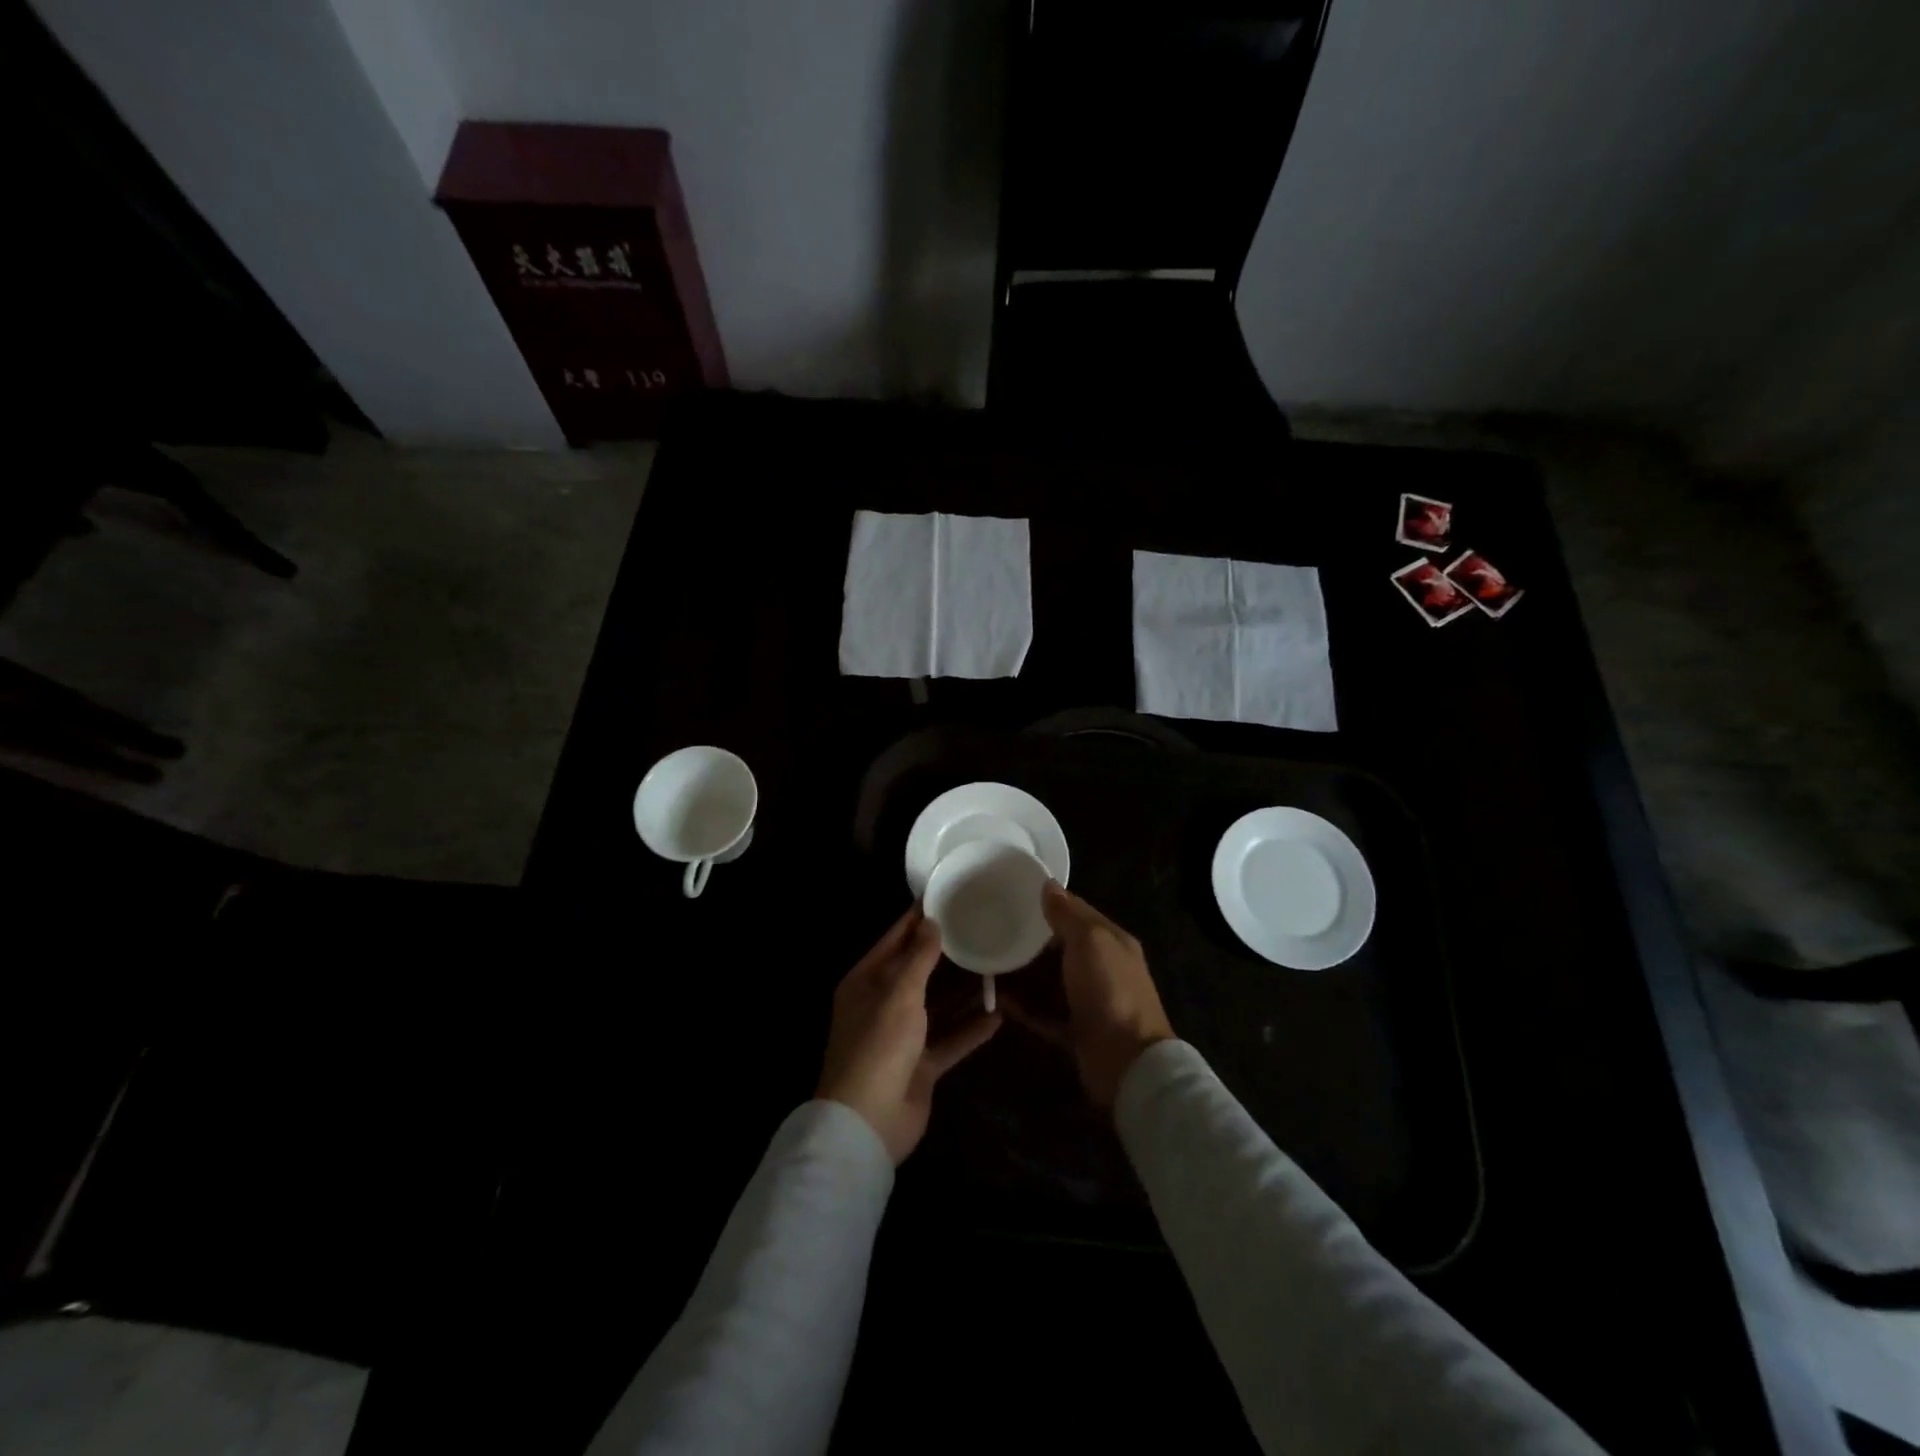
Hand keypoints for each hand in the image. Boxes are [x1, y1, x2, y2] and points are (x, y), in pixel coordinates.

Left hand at [817, 907, 1001, 1162]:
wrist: (869, 1123)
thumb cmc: (879, 1045)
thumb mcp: (899, 993)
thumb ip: (918, 957)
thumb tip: (931, 921)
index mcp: (864, 982)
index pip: (893, 940)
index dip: (916, 919)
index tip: (944, 896)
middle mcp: (881, 1005)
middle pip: (916, 971)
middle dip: (943, 953)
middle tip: (978, 926)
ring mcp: (901, 1037)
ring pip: (935, 1005)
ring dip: (960, 991)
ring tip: (993, 965)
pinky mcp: (920, 1066)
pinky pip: (949, 1041)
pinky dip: (969, 1030)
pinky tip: (998, 1016)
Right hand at [1012, 884, 1173, 1107]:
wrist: (1128, 1063)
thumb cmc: (1110, 991)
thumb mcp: (1090, 941)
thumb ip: (1068, 914)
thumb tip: (1049, 885)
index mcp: (1111, 942)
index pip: (1078, 913)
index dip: (1050, 903)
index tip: (1014, 895)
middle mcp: (1102, 969)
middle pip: (1061, 949)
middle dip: (1031, 941)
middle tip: (994, 930)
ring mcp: (1088, 1003)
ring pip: (1050, 982)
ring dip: (1023, 975)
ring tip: (988, 964)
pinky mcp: (1074, 1032)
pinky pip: (1043, 1014)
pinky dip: (1023, 1008)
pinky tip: (997, 1001)